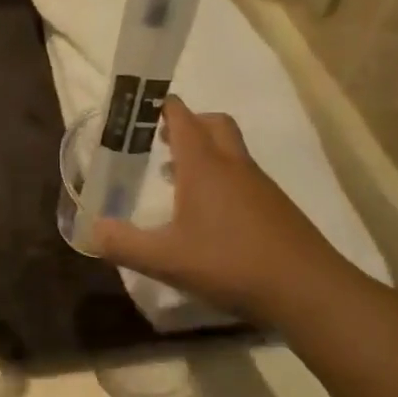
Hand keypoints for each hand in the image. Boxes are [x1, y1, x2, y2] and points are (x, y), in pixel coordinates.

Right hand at [91, 98, 344, 322]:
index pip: (181, 117)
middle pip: (213, 124)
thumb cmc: (230, 263)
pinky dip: (222, 180)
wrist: (307, 290)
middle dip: (188, 123)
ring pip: (231, 151)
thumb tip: (90, 231)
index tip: (139, 108)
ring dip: (205, 153)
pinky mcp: (276, 207)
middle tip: (161, 141)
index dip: (161, 107)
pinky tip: (209, 217)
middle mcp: (233, 165)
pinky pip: (243, 177)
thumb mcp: (165, 260)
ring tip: (176, 180)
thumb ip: (123, 244)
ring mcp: (260, 185)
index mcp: (204, 166)